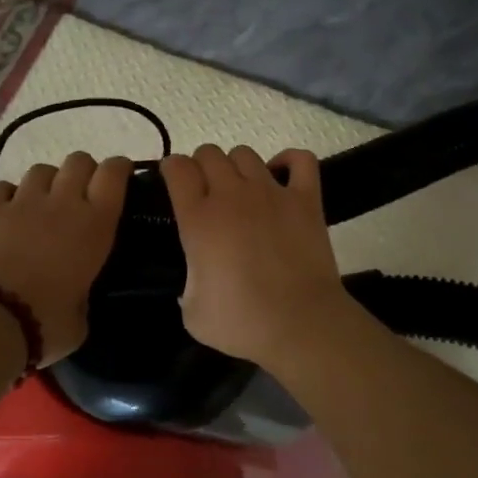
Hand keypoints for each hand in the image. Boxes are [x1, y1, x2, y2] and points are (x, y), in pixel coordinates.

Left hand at [0, 152, 134, 363]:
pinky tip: (7, 212)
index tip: (120, 175)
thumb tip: (75, 294)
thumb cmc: (46, 325)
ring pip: (41, 170)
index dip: (118, 168)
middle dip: (83, 172)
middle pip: (79, 161)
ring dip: (47, 183)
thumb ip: (84, 294)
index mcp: (95, 225)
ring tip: (41, 204)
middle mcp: (62, 203)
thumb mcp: (82, 317)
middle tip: (80, 195)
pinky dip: (8, 196)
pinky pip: (2, 187)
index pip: (113, 174)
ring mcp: (23, 202)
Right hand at [160, 145, 355, 368]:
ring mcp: (271, 192)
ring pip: (246, 154)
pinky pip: (300, 159)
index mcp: (199, 218)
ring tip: (241, 189)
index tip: (173, 183)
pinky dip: (289, 161)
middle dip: (202, 166)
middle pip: (210, 153)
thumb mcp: (192, 311)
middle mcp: (232, 195)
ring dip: (237, 166)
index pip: (178, 168)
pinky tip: (281, 177)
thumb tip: (196, 278)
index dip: (172, 169)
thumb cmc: (242, 322)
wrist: (300, 324)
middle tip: (206, 192)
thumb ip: (187, 284)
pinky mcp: (306, 198)